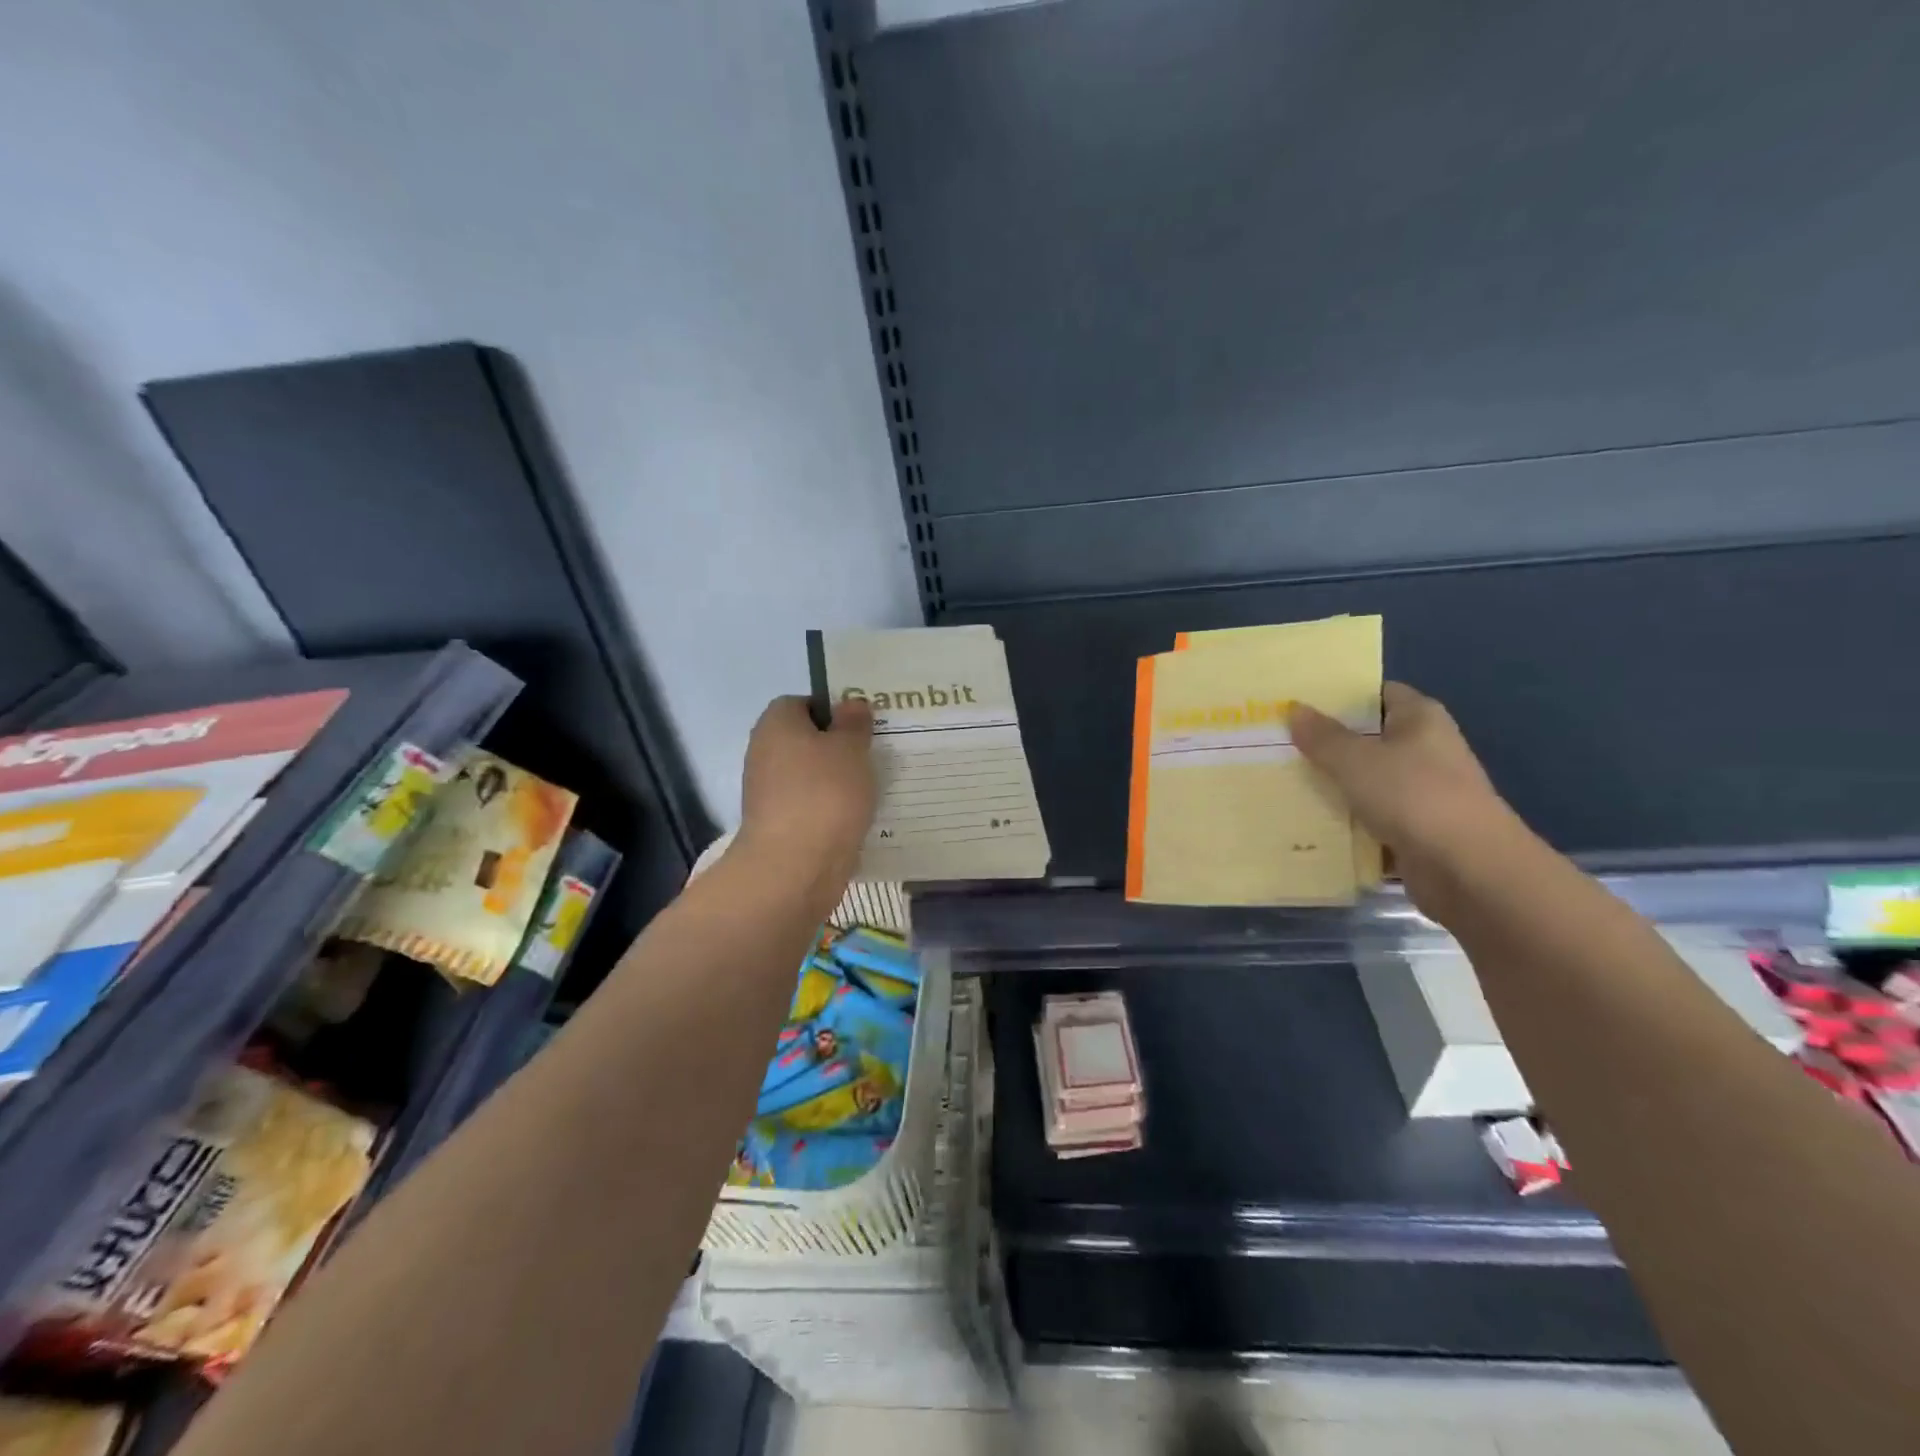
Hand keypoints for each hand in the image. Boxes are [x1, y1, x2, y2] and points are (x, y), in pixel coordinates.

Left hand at [737, 696, 876, 893]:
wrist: (795, 866)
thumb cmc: (824, 793)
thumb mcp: (850, 748)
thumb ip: (853, 723)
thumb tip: (850, 704)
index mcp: (776, 724)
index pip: (801, 703)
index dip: (832, 711)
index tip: (861, 727)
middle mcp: (764, 753)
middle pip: (805, 741)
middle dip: (838, 749)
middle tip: (873, 756)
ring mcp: (768, 793)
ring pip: (810, 777)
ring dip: (837, 782)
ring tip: (873, 789)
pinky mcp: (778, 827)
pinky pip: (810, 807)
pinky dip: (831, 811)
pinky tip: (858, 819)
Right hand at [1289, 682, 1520, 906]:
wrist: (1468, 869)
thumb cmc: (1414, 797)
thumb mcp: (1357, 761)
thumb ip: (1323, 736)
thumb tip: (1294, 708)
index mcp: (1420, 719)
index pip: (1379, 693)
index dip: (1341, 695)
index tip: (1300, 702)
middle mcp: (1425, 749)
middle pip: (1368, 738)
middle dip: (1327, 742)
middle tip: (1278, 741)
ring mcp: (1422, 792)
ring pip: (1366, 780)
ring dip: (1333, 783)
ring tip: (1283, 778)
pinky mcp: (1415, 829)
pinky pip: (1370, 816)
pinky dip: (1345, 818)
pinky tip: (1307, 819)